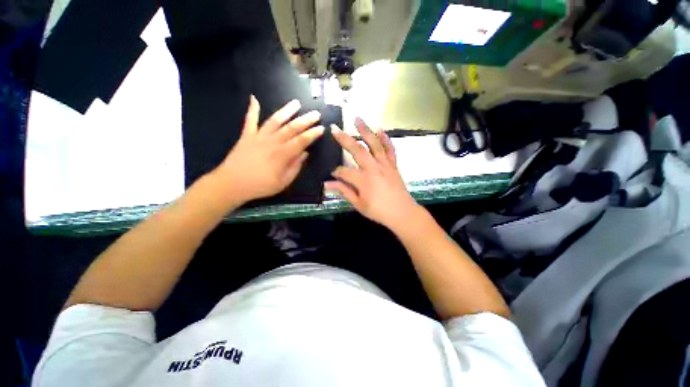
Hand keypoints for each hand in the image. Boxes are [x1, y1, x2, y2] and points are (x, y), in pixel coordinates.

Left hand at [211, 96, 323, 203]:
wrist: (231, 184)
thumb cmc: (260, 186)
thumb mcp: (283, 182)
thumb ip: (295, 167)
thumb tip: (305, 154)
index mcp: (282, 154)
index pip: (301, 141)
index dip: (312, 134)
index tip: (321, 128)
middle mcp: (272, 142)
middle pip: (291, 128)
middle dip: (305, 120)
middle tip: (316, 113)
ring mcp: (258, 136)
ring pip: (275, 120)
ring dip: (286, 111)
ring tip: (296, 103)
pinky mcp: (246, 136)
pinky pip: (250, 120)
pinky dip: (252, 109)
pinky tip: (253, 98)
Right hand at [326, 119, 420, 229]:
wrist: (402, 213)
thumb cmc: (379, 211)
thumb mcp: (358, 204)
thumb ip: (344, 191)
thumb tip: (328, 184)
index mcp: (363, 180)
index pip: (344, 171)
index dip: (336, 172)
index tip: (332, 175)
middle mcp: (373, 168)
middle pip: (357, 150)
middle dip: (344, 139)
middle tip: (335, 129)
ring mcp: (385, 164)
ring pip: (374, 144)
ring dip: (365, 130)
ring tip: (357, 118)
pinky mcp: (393, 165)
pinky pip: (390, 149)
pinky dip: (386, 139)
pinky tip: (380, 130)